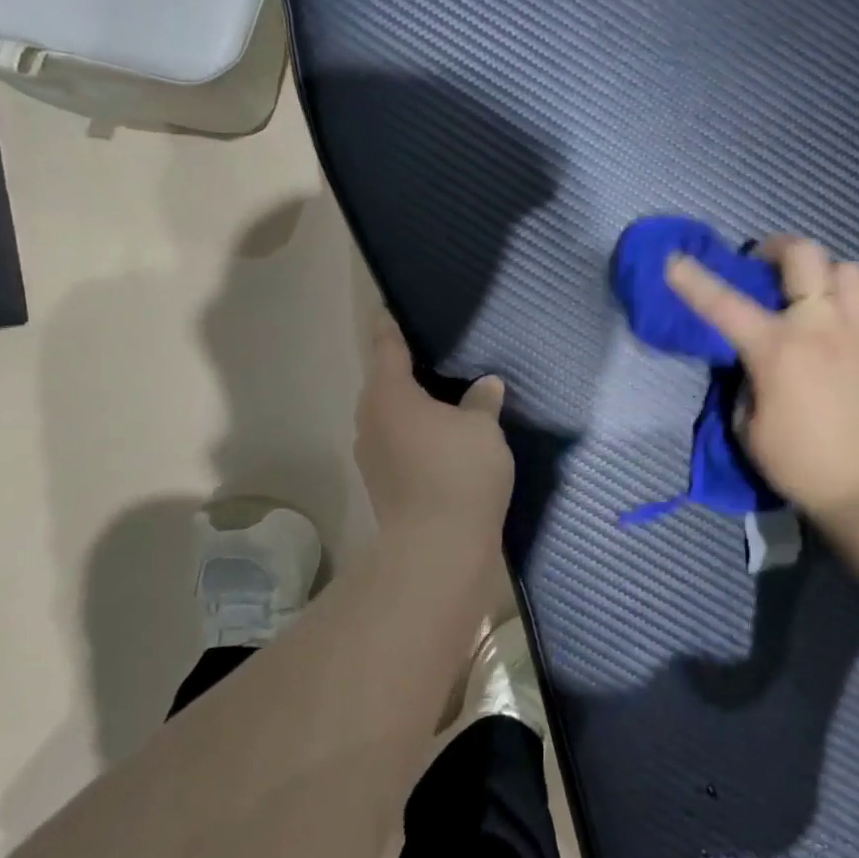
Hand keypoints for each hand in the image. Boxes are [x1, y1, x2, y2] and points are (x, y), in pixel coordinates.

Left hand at [354, 313, 513, 580]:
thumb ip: (482, 401)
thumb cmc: (459, 473)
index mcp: (389, 393)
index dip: (389, 325)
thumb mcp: (482, 429)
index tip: (388, 308)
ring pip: (389, 415)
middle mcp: (370, 418)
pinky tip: (441, 436)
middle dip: (404, 369)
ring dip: (410, 405)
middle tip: (434, 354)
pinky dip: (414, 432)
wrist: (437, 549)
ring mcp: (371, 454)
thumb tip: (487, 384)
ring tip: (441, 395)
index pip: (386, 346)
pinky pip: (396, 441)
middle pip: (384, 382)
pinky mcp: (382, 482)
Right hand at [665, 236, 858, 524]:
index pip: (724, 304)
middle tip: (766, 263)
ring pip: (850, 270)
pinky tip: (855, 318)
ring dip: (826, 274)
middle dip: (778, 248)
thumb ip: (746, 381)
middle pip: (805, 256)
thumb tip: (756, 361)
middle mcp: (821, 328)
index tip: (674, 260)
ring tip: (816, 293)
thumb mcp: (748, 426)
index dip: (693, 279)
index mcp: (776, 349)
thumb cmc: (799, 464)